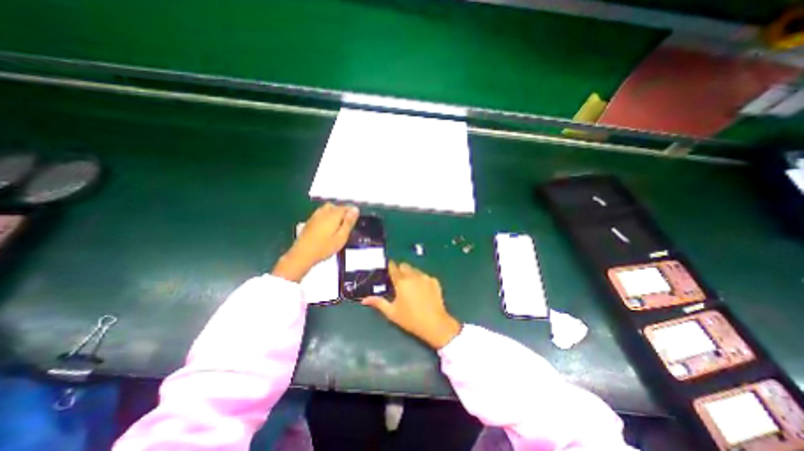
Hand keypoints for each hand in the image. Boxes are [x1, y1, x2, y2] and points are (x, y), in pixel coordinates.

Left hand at [273, 202, 357, 280]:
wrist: (302, 254)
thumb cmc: (324, 248)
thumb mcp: (341, 237)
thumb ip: (348, 222)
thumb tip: (355, 209)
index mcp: (333, 215)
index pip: (346, 207)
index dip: (352, 212)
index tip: (355, 221)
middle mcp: (324, 212)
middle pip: (336, 206)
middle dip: (343, 212)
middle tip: (347, 225)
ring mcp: (315, 215)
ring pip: (328, 209)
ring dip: (334, 214)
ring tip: (338, 225)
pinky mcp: (310, 221)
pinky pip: (321, 213)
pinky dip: (327, 217)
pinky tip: (327, 227)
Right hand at [362, 261, 461, 348]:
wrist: (435, 324)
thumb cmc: (410, 319)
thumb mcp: (392, 313)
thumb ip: (378, 303)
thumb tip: (364, 299)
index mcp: (401, 281)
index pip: (393, 267)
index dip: (390, 266)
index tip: (387, 269)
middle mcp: (413, 275)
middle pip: (404, 266)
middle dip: (400, 270)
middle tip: (398, 281)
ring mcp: (425, 277)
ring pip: (415, 270)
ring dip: (411, 274)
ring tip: (410, 287)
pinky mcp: (434, 281)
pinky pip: (425, 276)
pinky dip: (421, 280)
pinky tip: (422, 291)